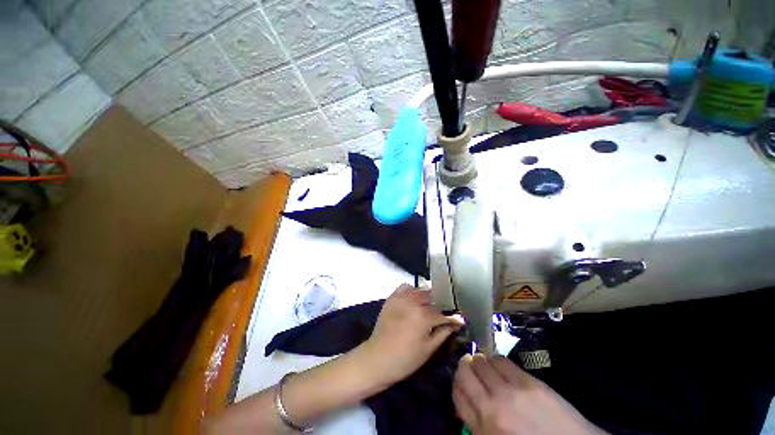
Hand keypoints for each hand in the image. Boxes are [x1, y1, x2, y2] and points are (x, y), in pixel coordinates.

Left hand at [357, 285, 462, 385]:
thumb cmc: (406, 358)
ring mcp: (401, 297)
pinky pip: (405, 288)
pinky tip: (414, 300)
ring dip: (427, 297)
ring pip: (420, 291)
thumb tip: (457, 322)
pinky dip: (412, 291)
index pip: (443, 313)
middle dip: (440, 305)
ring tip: (429, 307)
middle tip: (443, 314)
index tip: (459, 320)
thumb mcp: (429, 348)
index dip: (452, 318)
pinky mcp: (392, 297)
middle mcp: (413, 302)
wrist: (378, 358)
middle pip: (432, 298)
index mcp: (423, 315)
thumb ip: (443, 332)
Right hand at [453, 354, 605, 434]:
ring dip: (480, 361)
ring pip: (482, 362)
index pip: (457, 394)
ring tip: (486, 366)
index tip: (461, 381)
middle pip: (465, 372)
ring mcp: (511, 392)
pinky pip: (501, 360)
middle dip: (464, 366)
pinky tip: (500, 366)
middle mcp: (492, 406)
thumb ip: (477, 423)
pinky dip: (495, 360)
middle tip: (469, 367)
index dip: (456, 383)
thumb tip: (467, 400)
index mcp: (483, 429)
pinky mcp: (528, 382)